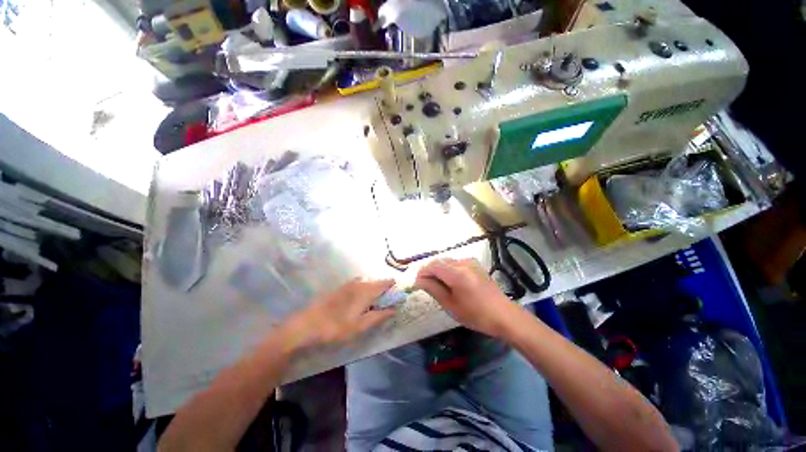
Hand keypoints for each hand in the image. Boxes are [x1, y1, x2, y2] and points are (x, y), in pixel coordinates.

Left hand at [279, 278, 395, 351]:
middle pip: (375, 282)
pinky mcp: (338, 289)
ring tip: (374, 301)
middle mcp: (358, 284)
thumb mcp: (360, 326)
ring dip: (373, 288)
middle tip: (388, 300)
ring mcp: (347, 285)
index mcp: (365, 291)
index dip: (393, 286)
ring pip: (366, 283)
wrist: (306, 326)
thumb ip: (378, 316)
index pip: (384, 283)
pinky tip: (358, 300)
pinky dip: (363, 289)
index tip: (399, 292)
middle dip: (383, 288)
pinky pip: (356, 285)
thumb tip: (394, 309)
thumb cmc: (336, 328)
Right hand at [414, 258, 523, 337]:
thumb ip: (433, 289)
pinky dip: (448, 269)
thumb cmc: (476, 314)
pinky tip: (449, 281)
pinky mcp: (475, 265)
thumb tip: (419, 281)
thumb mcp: (451, 305)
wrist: (504, 315)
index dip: (422, 273)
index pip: (433, 266)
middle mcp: (463, 263)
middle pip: (439, 262)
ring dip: (438, 270)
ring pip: (447, 261)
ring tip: (436, 285)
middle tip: (424, 285)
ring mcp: (470, 262)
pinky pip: (455, 263)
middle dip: (429, 271)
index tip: (416, 283)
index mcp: (457, 273)